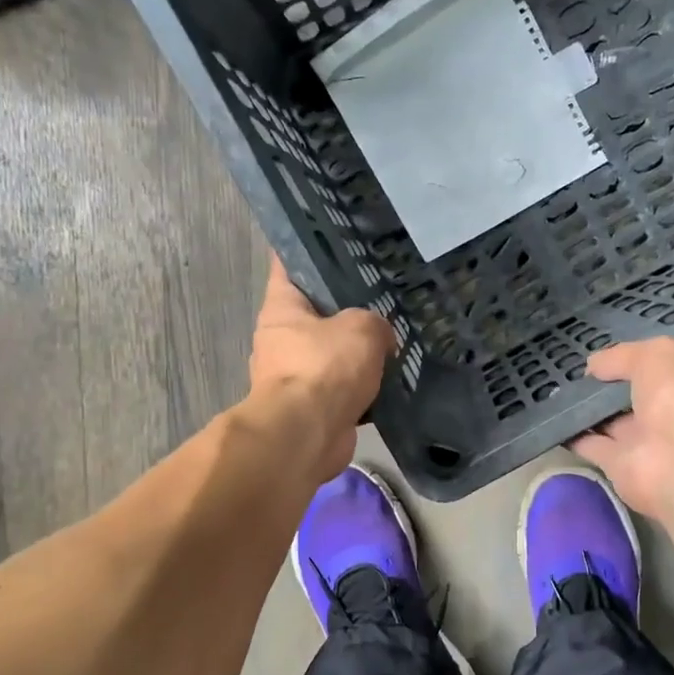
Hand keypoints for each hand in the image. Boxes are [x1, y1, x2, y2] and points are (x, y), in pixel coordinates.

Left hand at [248, 258, 396, 482]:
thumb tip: (380, 339)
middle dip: (344, 305)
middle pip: (314, 311)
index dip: (308, 249)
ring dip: (355, 350)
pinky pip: (341, 387)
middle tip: (381, 294)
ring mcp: (293, 376)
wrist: (308, 435)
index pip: (287, 265)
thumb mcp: (361, 328)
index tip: (333, 239)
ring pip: (330, 352)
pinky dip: (361, 385)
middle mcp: (281, 339)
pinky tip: (390, 378)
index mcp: (281, 308)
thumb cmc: (324, 368)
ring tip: (393, 337)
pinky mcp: (311, 408)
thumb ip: (375, 322)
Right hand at [570, 338, 673, 525]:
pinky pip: (594, 446)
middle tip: (580, 372)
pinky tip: (552, 419)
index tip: (618, 354)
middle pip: (640, 395)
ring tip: (560, 391)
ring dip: (591, 410)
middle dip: (614, 385)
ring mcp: (650, 442)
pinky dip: (575, 435)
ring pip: (615, 421)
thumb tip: (594, 365)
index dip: (649, 359)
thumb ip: (622, 356)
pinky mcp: (623, 466)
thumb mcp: (655, 355)